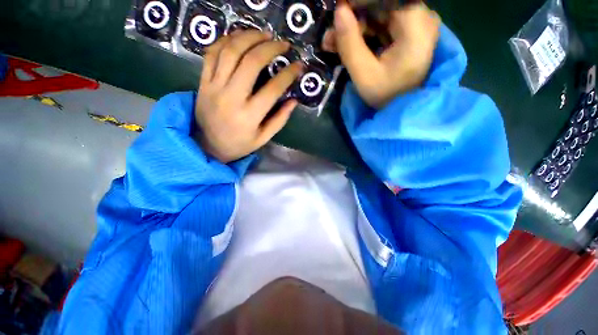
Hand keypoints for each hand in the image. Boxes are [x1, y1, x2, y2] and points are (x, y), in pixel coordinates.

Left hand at [195, 31, 302, 162]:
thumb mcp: (263, 138)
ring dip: (249, 37)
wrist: (207, 145)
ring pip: (230, 52)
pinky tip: (239, 37)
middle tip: (283, 44)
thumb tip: (294, 100)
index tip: (299, 66)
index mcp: (249, 116)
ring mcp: (214, 87)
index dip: (288, 74)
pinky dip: (226, 40)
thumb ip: (279, 120)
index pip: (273, 89)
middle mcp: (231, 98)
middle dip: (270, 48)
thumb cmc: (239, 144)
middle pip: (251, 62)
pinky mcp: (203, 81)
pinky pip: (212, 53)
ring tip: (264, 34)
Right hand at [322, 4, 439, 108]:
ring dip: (354, 28)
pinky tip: (346, 44)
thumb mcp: (364, 75)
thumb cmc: (386, 96)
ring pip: (378, 15)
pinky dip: (363, 34)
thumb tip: (338, 11)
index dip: (357, 3)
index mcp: (415, 25)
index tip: (336, 11)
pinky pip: (382, 25)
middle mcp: (420, 17)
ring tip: (332, 44)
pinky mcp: (407, 32)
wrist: (403, 108)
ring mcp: (415, 24)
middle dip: (352, 19)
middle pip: (380, 6)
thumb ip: (350, 44)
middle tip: (329, 37)